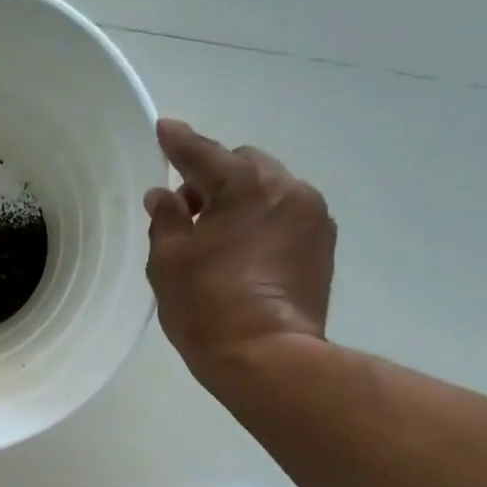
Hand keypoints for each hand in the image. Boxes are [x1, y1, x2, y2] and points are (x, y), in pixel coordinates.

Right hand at [144, 119, 335, 374]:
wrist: (267, 357)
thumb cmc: (206, 306)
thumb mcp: (168, 261)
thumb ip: (165, 220)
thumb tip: (164, 197)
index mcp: (244, 185)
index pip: (203, 153)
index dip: (179, 143)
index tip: (164, 130)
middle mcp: (287, 189)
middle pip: (243, 166)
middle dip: (213, 179)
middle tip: (187, 213)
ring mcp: (312, 218)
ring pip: (269, 191)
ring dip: (241, 202)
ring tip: (217, 239)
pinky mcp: (323, 247)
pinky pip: (286, 217)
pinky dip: (262, 223)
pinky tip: (243, 255)